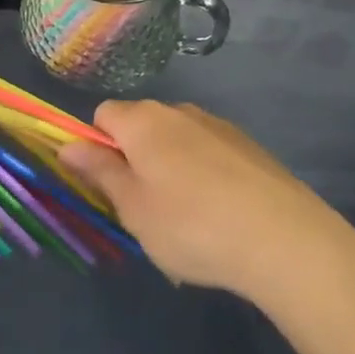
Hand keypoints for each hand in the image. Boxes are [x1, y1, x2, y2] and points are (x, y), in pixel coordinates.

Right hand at [60, 100, 354, 326]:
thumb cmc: (192, 226)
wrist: (287, 242)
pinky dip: (204, 174)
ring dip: (170, 166)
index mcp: (143, 121)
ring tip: (187, 218)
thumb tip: (67, 145)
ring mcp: (219, 126)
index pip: (102, 115)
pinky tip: (221, 214)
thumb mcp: (133, 208)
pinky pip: (209, 153)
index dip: (96, 146)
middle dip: (134, 158)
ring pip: (176, 140)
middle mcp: (179, 111)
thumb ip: (99, 172)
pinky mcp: (251, 147)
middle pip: (140, 125)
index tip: (107, 185)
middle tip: (143, 207)